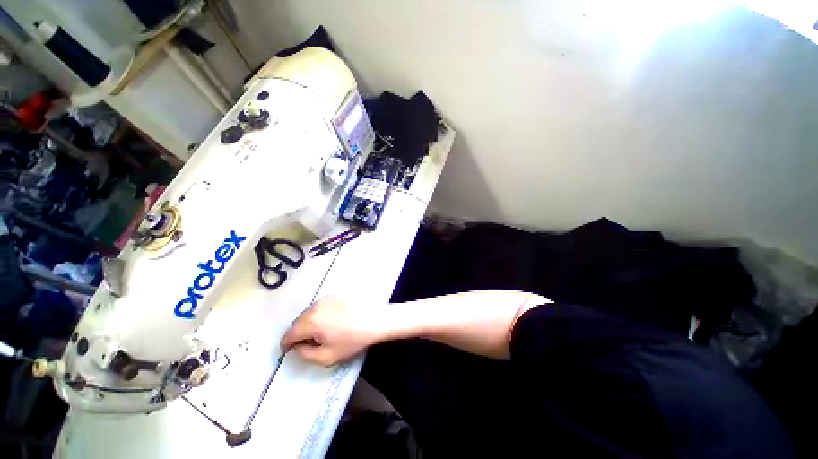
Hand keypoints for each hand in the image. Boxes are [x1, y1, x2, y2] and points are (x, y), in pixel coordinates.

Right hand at [280, 297, 382, 365]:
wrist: (375, 319)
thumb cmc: (352, 340)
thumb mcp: (327, 356)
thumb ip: (306, 355)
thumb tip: (296, 347)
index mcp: (311, 322)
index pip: (289, 334)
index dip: (286, 345)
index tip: (288, 351)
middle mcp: (315, 307)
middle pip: (297, 322)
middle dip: (297, 334)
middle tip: (306, 344)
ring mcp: (325, 298)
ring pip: (308, 313)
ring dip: (307, 323)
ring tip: (319, 333)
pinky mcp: (335, 294)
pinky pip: (319, 306)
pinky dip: (318, 315)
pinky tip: (329, 321)